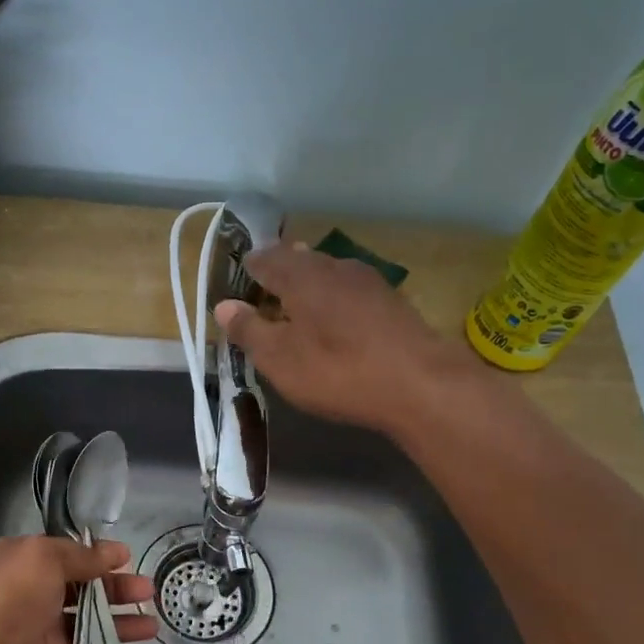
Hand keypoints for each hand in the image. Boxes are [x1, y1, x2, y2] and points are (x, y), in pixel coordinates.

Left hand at [0, 535, 156, 643]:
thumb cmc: (4, 601)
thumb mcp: (42, 559)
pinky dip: (115, 642)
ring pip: (89, 617)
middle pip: (80, 584)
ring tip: (153, 614)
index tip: (126, 556)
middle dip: (114, 584)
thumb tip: (112, 552)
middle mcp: (31, 592)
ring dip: (120, 613)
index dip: (95, 554)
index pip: (64, 552)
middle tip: (147, 589)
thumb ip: (80, 556)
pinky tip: (143, 637)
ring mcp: (42, 630)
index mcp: (20, 561)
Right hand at [215, 243, 486, 438]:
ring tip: (297, 305)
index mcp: (301, 275)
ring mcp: (368, 281)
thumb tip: (222, 305)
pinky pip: (349, 290)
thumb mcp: (279, 359)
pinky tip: (335, 320)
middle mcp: (334, 266)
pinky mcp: (391, 301)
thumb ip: (249, 330)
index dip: (249, 268)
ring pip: (328, 273)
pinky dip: (333, 299)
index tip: (238, 280)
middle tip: (265, 291)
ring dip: (309, 284)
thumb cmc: (337, 370)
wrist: (420, 384)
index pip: (266, 258)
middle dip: (280, 272)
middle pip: (299, 259)